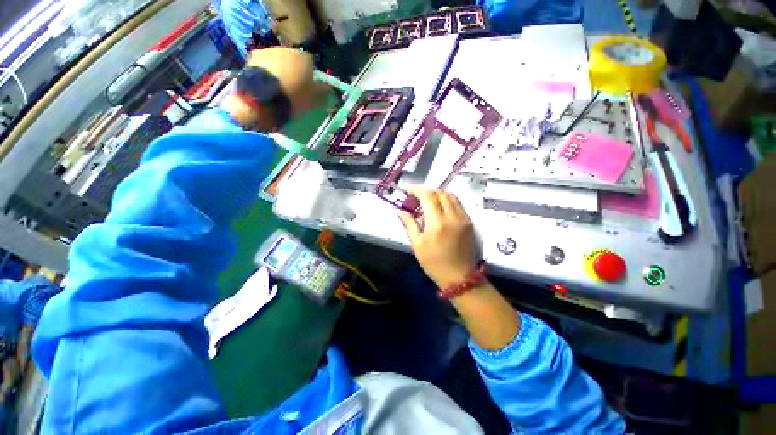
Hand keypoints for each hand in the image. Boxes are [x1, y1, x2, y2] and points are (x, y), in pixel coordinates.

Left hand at [246, 47, 330, 116]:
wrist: (263, 97)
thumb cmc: (294, 97)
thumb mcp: (314, 99)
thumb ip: (323, 92)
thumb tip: (330, 89)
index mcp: (304, 58)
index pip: (311, 65)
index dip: (310, 77)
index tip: (309, 88)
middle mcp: (287, 49)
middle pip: (293, 61)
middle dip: (293, 72)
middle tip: (293, 88)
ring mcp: (268, 51)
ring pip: (278, 62)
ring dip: (279, 72)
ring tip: (278, 89)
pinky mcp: (252, 58)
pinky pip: (265, 66)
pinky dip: (267, 74)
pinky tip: (267, 86)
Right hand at [397, 189, 478, 287]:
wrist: (460, 277)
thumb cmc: (434, 263)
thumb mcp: (417, 244)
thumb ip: (409, 223)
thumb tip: (399, 209)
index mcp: (437, 223)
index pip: (428, 196)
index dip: (416, 190)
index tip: (407, 191)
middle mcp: (453, 216)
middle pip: (440, 192)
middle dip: (426, 191)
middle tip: (416, 197)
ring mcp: (464, 218)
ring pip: (450, 195)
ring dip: (437, 194)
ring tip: (427, 201)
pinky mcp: (469, 221)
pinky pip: (458, 203)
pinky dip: (447, 200)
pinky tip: (439, 207)